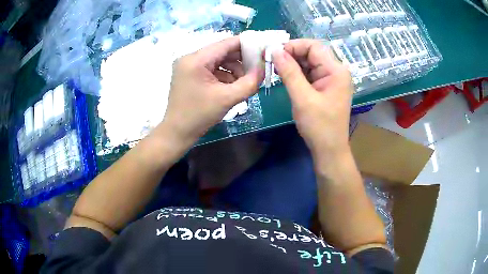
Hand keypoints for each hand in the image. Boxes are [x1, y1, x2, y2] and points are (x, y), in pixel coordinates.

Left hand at [161, 36, 264, 146]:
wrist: (177, 133)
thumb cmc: (199, 116)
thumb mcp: (228, 99)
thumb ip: (250, 82)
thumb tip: (264, 69)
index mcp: (196, 59)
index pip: (226, 43)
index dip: (247, 45)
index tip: (263, 50)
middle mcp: (190, 57)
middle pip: (222, 51)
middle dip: (241, 59)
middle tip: (256, 70)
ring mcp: (188, 66)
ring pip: (217, 59)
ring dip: (233, 68)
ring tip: (243, 82)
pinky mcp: (189, 74)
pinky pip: (211, 68)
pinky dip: (223, 74)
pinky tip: (232, 86)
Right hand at [272, 39, 353, 162]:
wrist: (329, 150)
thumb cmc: (319, 126)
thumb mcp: (302, 98)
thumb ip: (289, 72)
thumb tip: (274, 50)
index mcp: (336, 71)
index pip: (314, 46)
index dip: (293, 46)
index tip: (274, 53)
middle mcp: (336, 71)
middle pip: (312, 53)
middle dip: (291, 54)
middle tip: (271, 61)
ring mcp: (332, 79)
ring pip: (309, 62)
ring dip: (293, 64)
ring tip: (275, 69)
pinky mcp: (326, 87)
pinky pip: (310, 73)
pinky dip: (297, 73)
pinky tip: (285, 77)